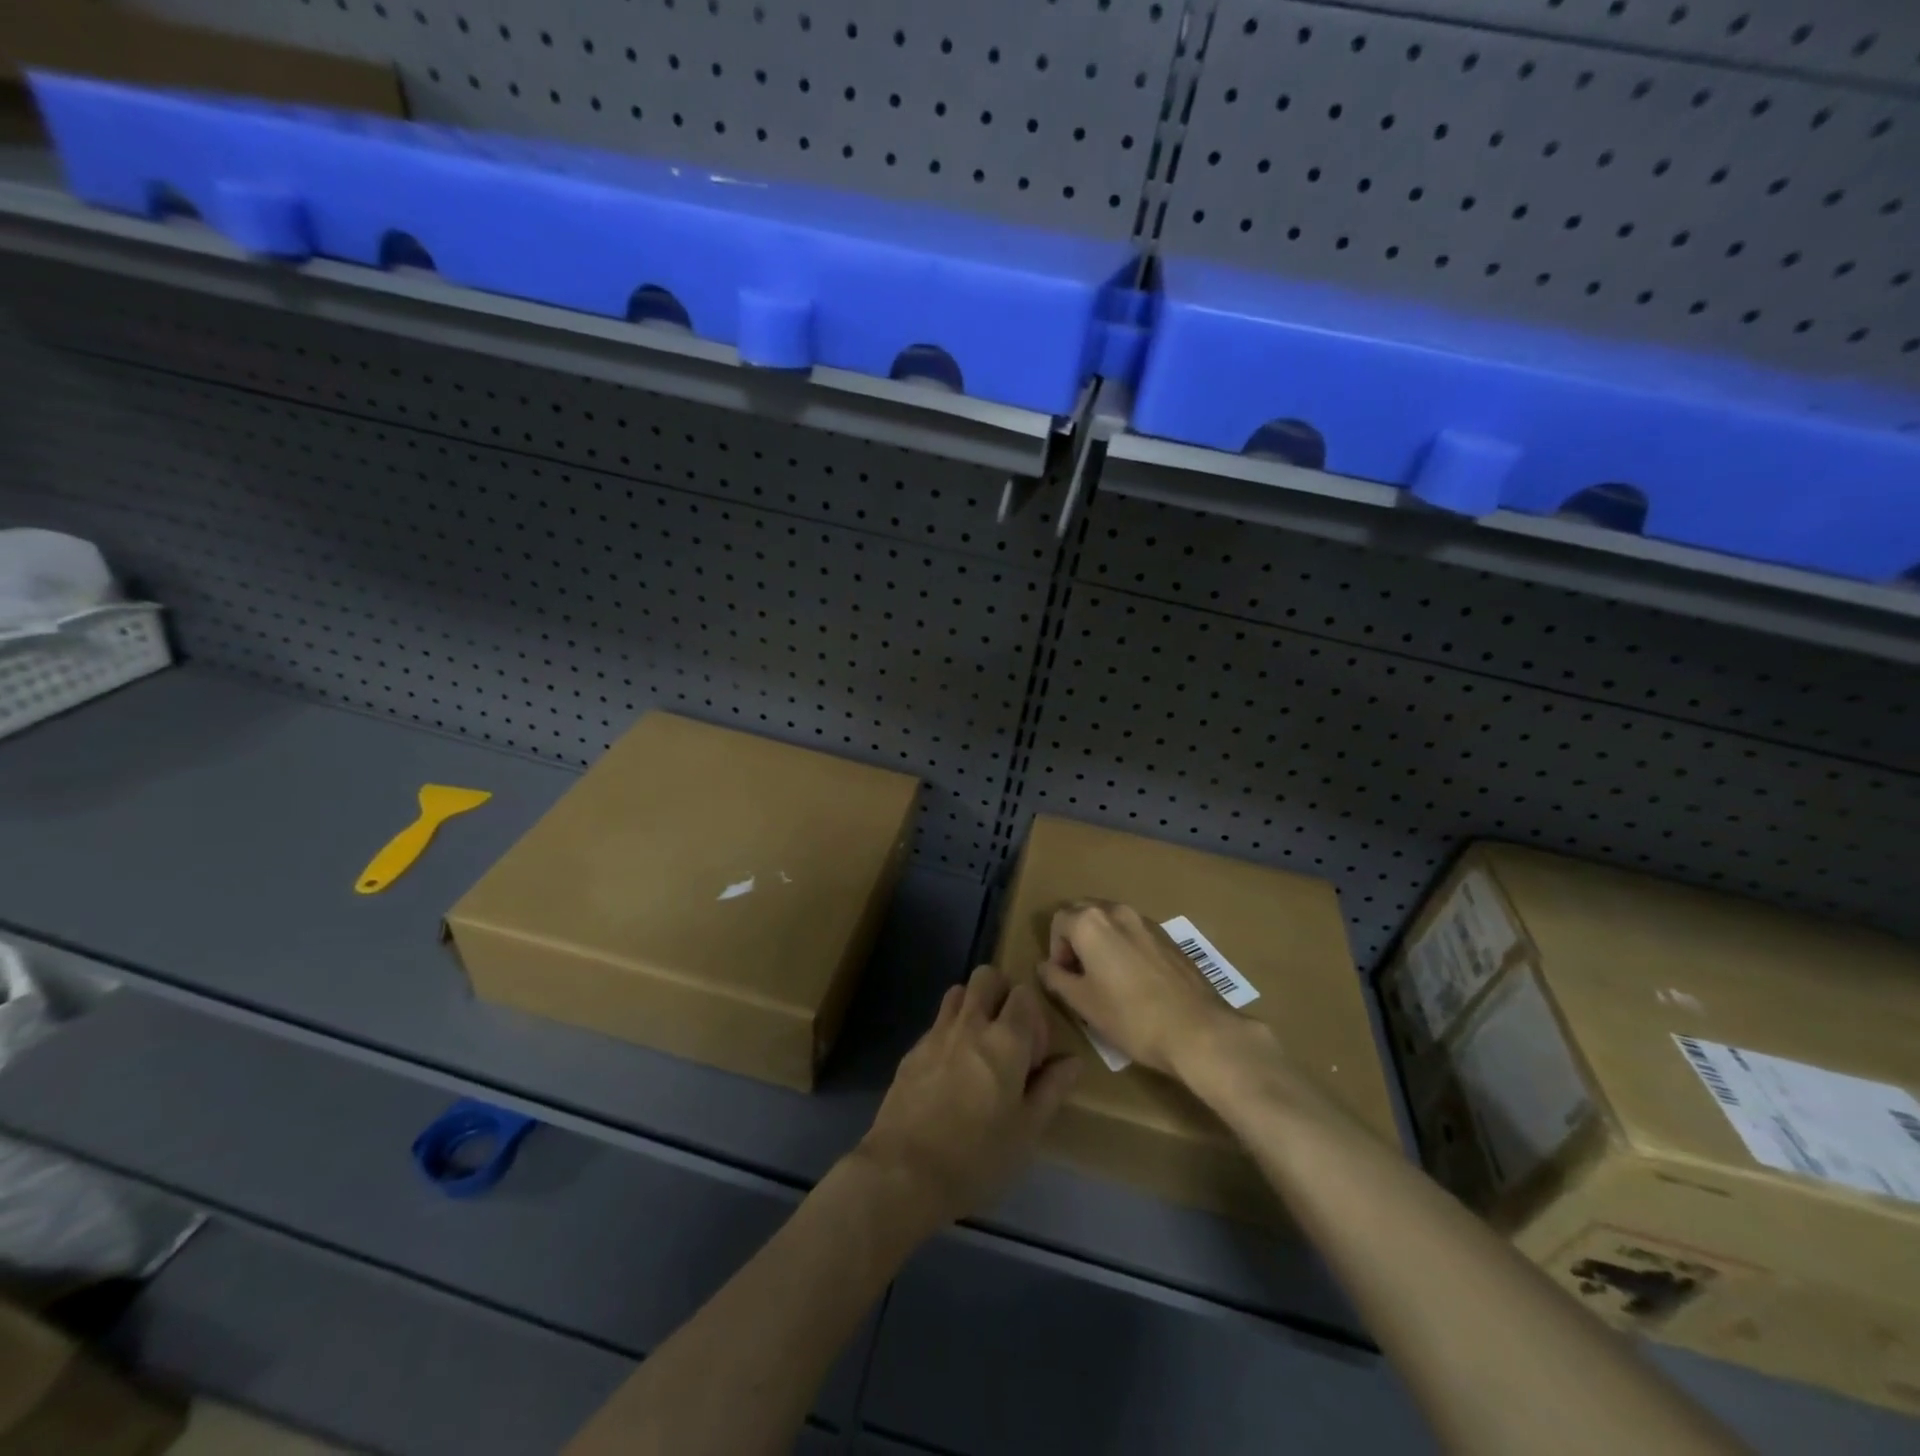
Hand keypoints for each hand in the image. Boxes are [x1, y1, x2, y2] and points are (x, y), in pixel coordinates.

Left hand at [855, 965, 1080, 1230]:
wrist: (903, 1172)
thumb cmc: (977, 1157)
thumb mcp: (1027, 1131)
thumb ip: (1051, 1089)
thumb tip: (1072, 1061)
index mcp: (1005, 1040)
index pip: (1024, 994)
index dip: (1034, 1018)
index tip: (1034, 1055)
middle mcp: (970, 1024)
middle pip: (987, 977)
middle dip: (1002, 994)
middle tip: (1008, 1036)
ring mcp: (936, 1033)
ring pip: (958, 992)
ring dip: (973, 1007)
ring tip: (979, 1048)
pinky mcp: (912, 1050)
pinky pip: (937, 1024)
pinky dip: (950, 1034)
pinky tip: (950, 1074)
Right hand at [1038, 900, 1262, 1077]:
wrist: (1197, 1030)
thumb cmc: (1130, 1017)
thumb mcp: (1082, 1003)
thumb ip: (1056, 979)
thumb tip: (1045, 966)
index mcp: (1091, 922)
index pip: (1058, 921)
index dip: (1055, 950)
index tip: (1065, 978)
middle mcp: (1117, 911)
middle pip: (1084, 913)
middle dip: (1076, 938)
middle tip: (1081, 974)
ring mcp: (1147, 922)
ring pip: (1111, 922)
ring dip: (1101, 942)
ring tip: (1107, 978)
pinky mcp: (1169, 937)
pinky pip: (1135, 933)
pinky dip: (1125, 947)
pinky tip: (1135, 981)